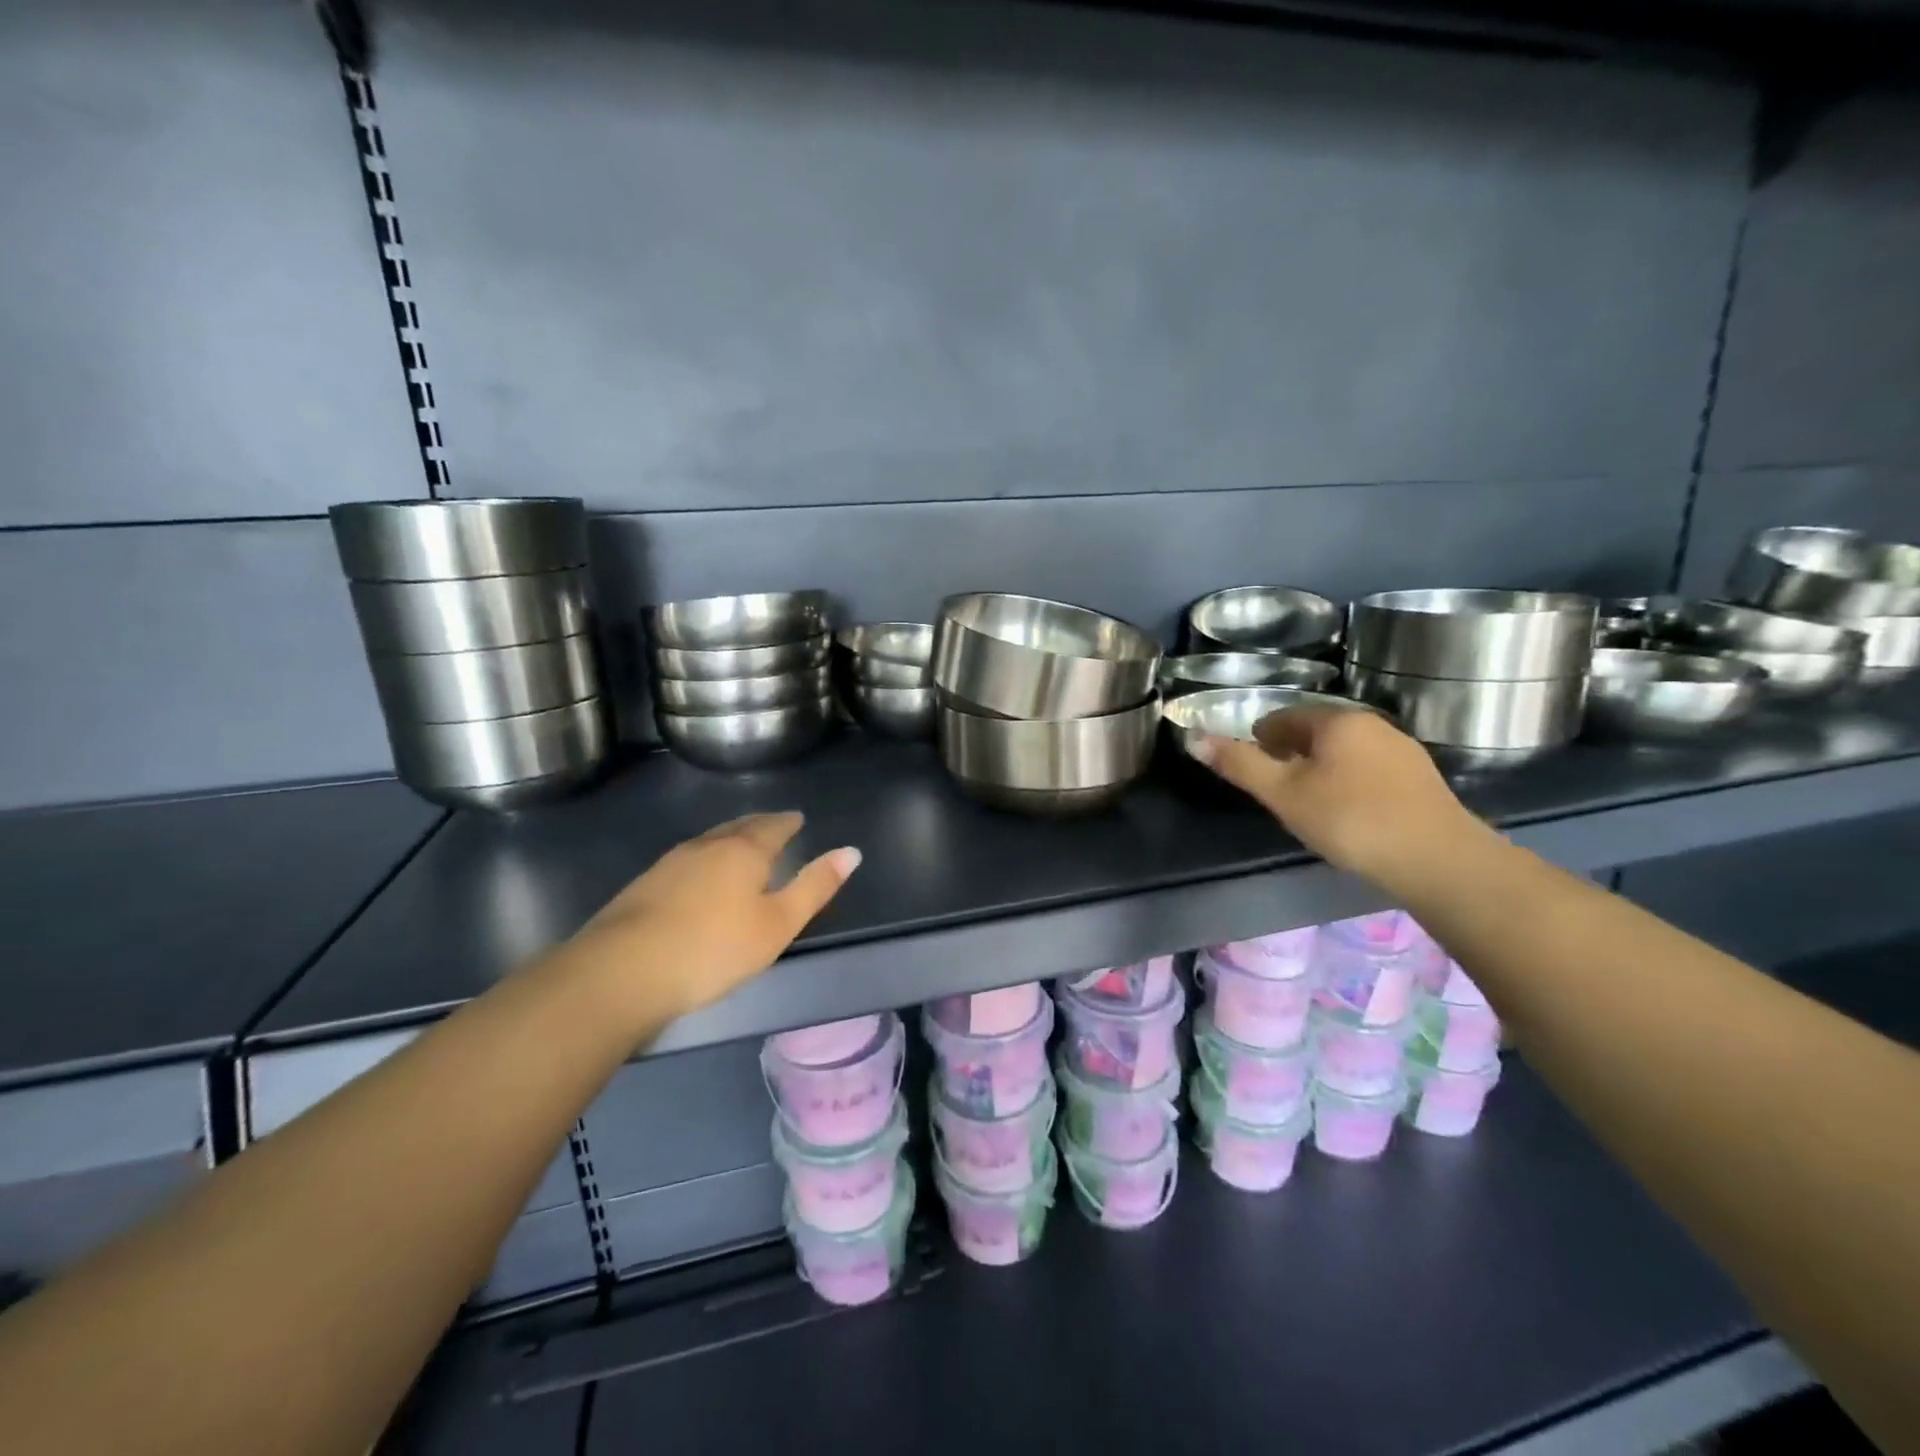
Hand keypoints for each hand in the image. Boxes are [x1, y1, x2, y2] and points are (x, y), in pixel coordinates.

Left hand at [563, 813, 860, 1021]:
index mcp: (744, 851)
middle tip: (773, 825)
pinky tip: (699, 873)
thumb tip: (851, 851)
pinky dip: (705, 857)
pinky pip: (687, 859)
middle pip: (739, 826)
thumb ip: (815, 887)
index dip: (788, 822)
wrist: (621, 971)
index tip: (798, 819)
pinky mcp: (644, 884)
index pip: (773, 826)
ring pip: (709, 840)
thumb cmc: (713, 948)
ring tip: (740, 844)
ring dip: (730, 837)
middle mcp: (707, 846)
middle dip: (759, 824)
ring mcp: (671, 863)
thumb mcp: (778, 924)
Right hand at [1195, 707, 1489, 891]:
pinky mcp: (1421, 778)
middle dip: (1291, 752)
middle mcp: (1371, 723)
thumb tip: (1193, 738)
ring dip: (1321, 767)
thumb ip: (1240, 765)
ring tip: (1309, 802)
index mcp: (1336, 720)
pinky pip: (1370, 768)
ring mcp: (1402, 749)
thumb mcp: (1284, 794)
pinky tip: (1349, 812)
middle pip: (1316, 731)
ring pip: (1345, 750)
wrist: (1438, 860)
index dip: (1261, 739)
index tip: (1253, 767)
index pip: (1284, 717)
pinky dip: (1350, 781)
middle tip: (1276, 787)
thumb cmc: (1350, 820)